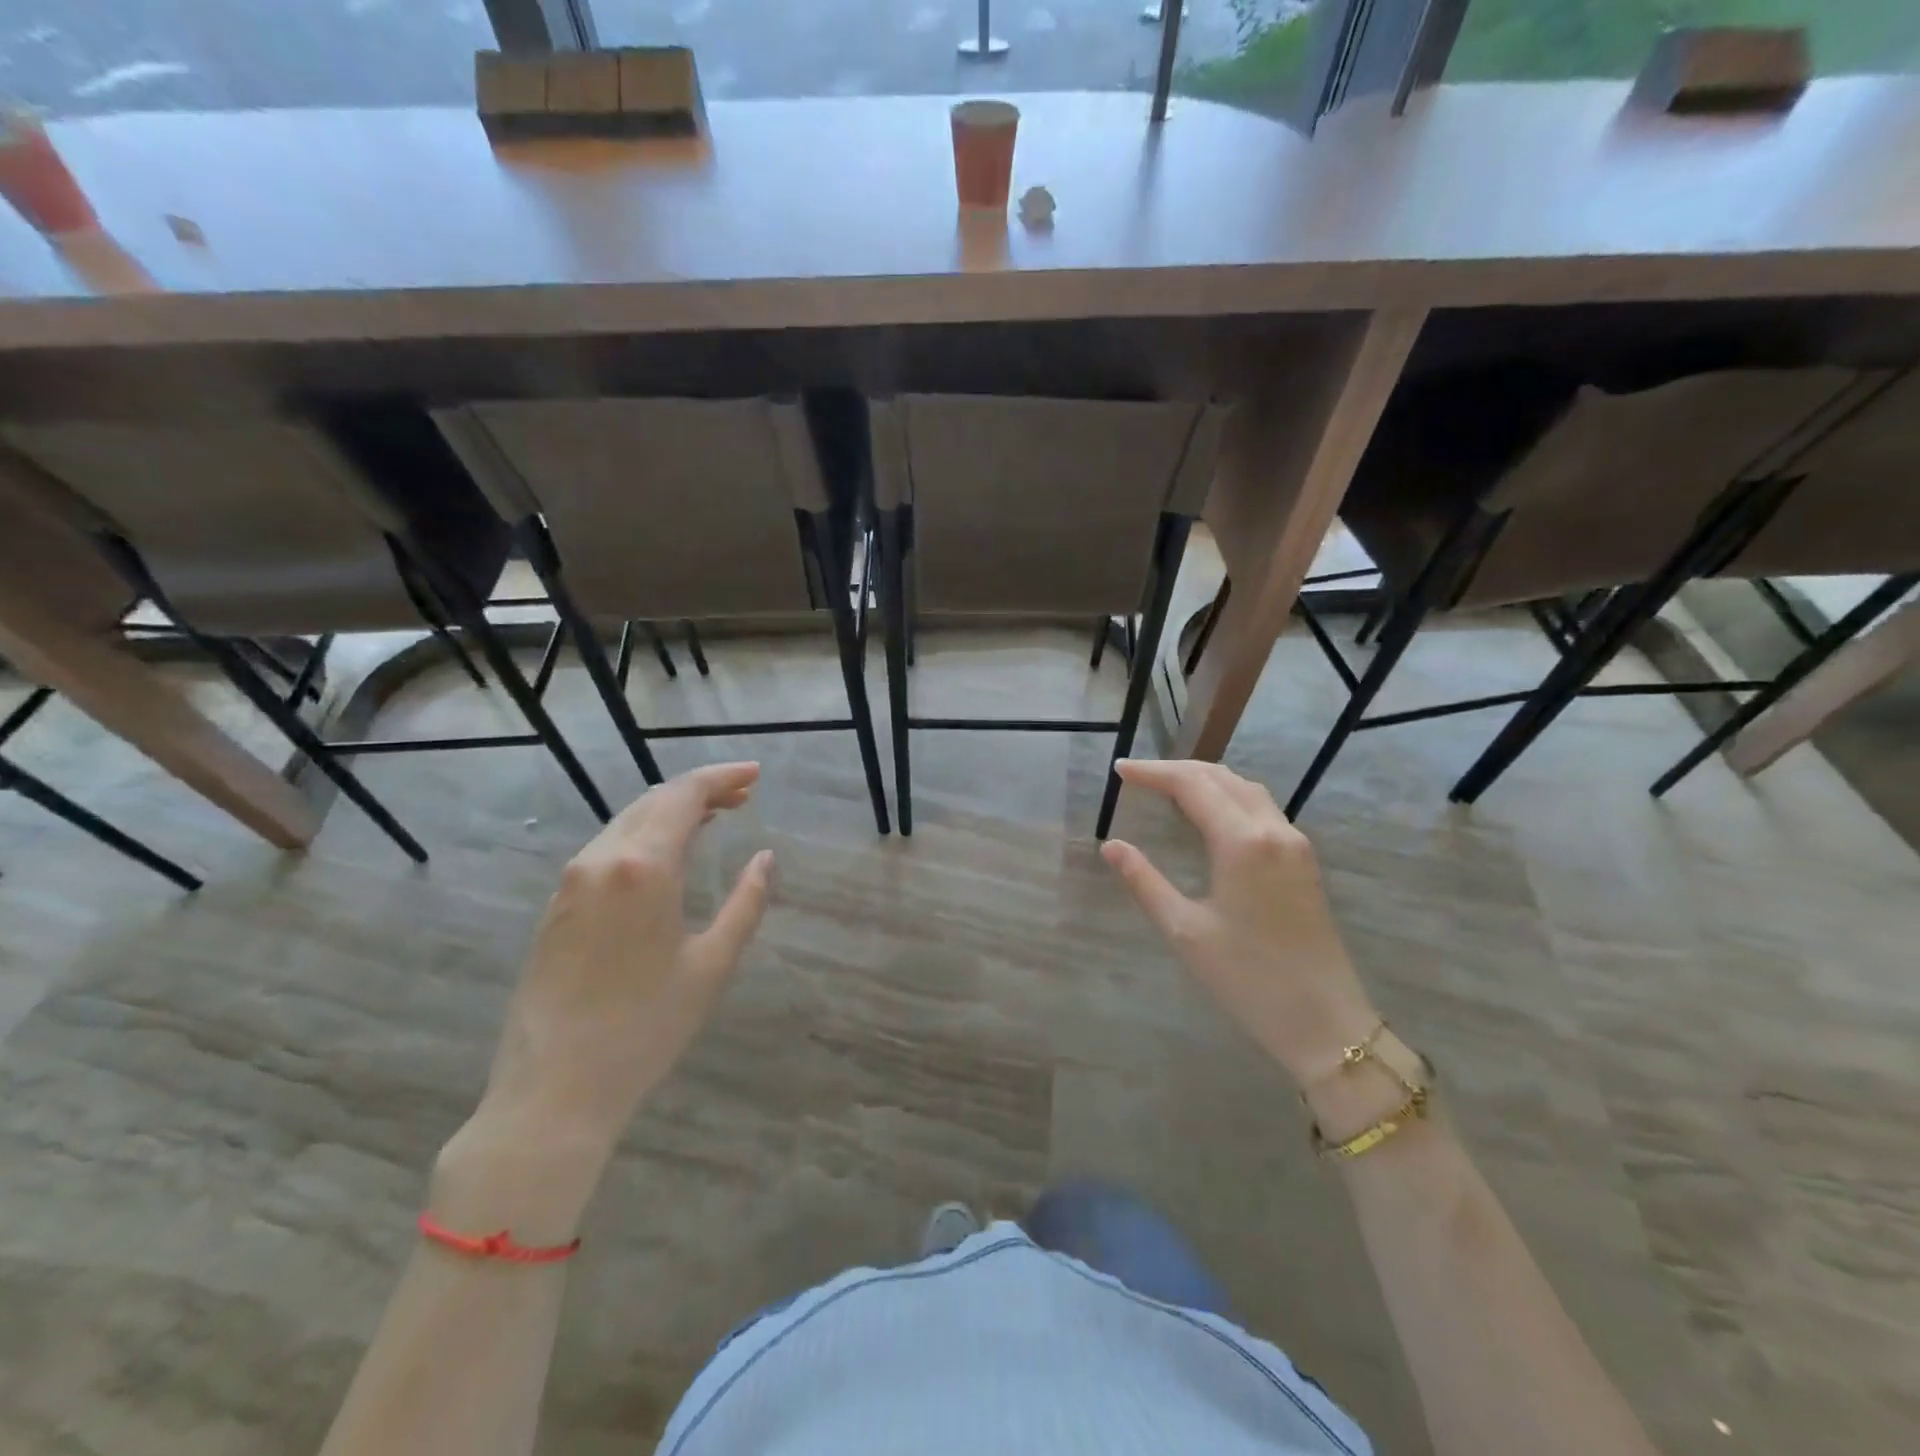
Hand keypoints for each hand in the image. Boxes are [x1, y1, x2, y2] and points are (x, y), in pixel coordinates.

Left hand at [433, 763, 771, 1241]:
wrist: (553, 1091)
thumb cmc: (646, 1028)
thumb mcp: (712, 965)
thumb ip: (746, 903)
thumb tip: (764, 859)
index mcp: (643, 867)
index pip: (685, 796)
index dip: (722, 777)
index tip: (755, 774)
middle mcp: (601, 860)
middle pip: (654, 801)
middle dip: (700, 790)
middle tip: (743, 796)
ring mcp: (571, 882)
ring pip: (627, 822)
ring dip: (671, 812)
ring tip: (713, 819)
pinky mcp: (555, 907)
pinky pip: (606, 849)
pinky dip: (643, 837)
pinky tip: (665, 855)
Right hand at [1101, 759, 1377, 1087]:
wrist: (1325, 1022)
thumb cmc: (1248, 979)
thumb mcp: (1185, 930)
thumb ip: (1145, 881)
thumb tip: (1111, 846)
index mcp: (1242, 842)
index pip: (1192, 785)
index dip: (1153, 772)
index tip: (1119, 769)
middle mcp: (1273, 829)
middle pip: (1221, 777)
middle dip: (1176, 770)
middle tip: (1137, 776)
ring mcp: (1295, 843)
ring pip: (1246, 788)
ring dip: (1205, 779)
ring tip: (1167, 787)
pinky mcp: (1304, 860)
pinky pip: (1261, 808)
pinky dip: (1228, 796)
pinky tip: (1210, 814)